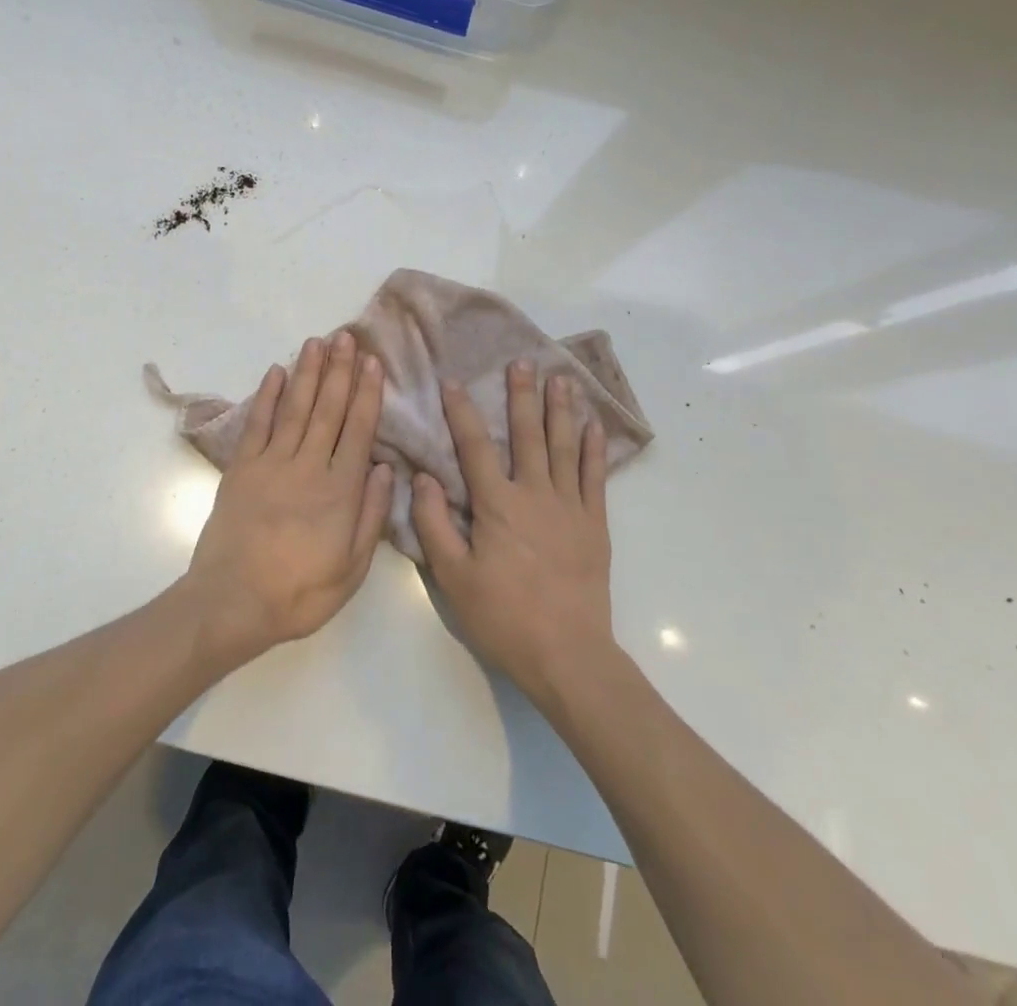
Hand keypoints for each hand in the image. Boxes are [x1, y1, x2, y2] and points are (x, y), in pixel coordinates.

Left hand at [179, 333, 391, 668]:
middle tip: (346, 336)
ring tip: (317, 342)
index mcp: (340, 492)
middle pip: (328, 410)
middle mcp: (308, 467)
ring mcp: (271, 464)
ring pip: (294, 408)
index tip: (372, 363)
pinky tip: (275, 372)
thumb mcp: (351, 570)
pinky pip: (257, 425)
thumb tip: (385, 468)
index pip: (359, 431)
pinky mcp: (241, 469)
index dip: (367, 394)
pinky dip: (266, 396)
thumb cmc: (299, 593)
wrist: (232, 604)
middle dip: (339, 371)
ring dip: (307, 373)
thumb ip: (370, 516)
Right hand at [414, 360, 616, 710]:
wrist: (567, 654)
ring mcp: (569, 506)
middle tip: (522, 361)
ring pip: (565, 446)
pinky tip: (594, 425)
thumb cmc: (504, 617)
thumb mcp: (453, 577)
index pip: (474, 446)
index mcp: (497, 505)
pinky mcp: (594, 523)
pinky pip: (595, 476)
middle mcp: (534, 494)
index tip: (453, 382)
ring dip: (561, 410)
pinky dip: (594, 448)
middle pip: (527, 434)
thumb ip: (434, 524)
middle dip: (522, 395)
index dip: (461, 412)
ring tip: (561, 378)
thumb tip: (421, 477)